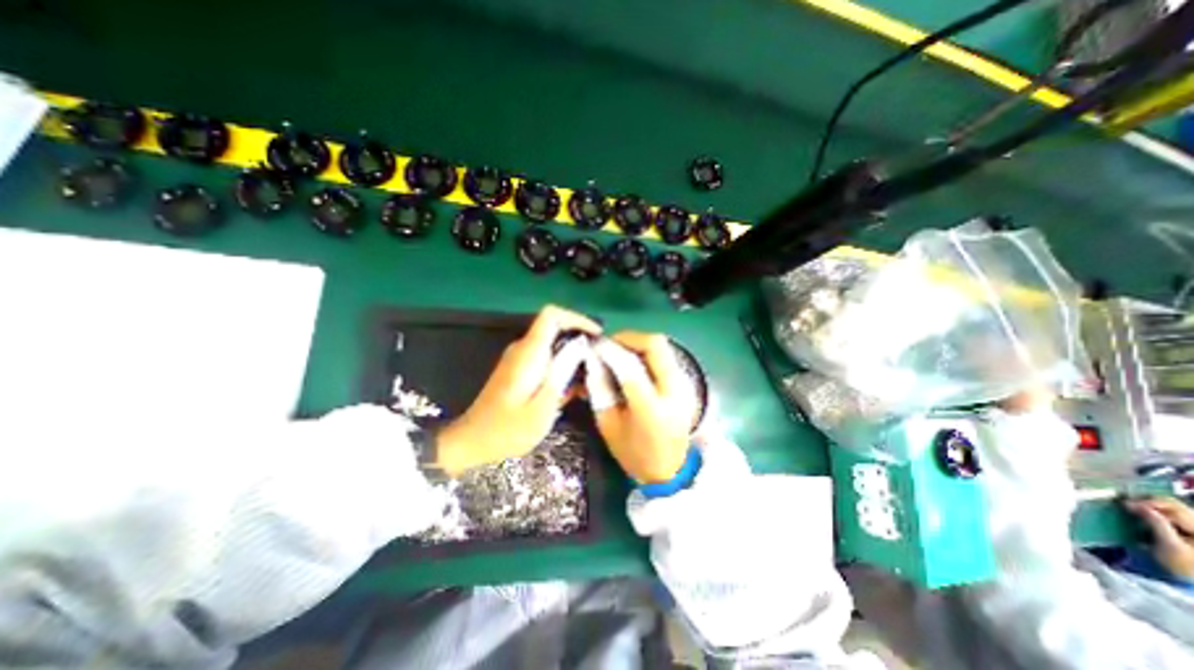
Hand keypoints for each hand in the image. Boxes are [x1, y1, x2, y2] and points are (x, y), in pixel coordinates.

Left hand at [434, 307, 595, 478]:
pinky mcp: (519, 370)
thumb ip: (561, 375)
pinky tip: (572, 390)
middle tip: (598, 363)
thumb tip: (580, 349)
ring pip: (552, 345)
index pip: (551, 315)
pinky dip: (562, 367)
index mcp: (529, 352)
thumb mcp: (542, 407)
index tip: (596, 335)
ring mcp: (519, 359)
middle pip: (555, 328)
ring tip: (589, 379)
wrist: (473, 441)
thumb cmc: (508, 429)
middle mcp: (523, 349)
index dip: (577, 318)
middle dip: (580, 341)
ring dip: (573, 357)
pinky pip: (545, 358)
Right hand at [592, 331, 695, 483]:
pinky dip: (646, 351)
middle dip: (629, 338)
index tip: (594, 345)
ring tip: (618, 351)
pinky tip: (632, 362)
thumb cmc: (634, 453)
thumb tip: (592, 360)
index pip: (630, 366)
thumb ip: (599, 390)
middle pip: (655, 344)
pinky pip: (665, 355)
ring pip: (662, 346)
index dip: (610, 350)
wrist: (670, 470)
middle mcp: (674, 390)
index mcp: (652, 408)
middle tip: (609, 344)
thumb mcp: (608, 425)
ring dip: (637, 343)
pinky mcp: (685, 383)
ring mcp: (684, 385)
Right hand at [1130, 497, 1192, 581]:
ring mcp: (1191, 528)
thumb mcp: (1169, 544)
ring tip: (1131, 508)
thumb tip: (1135, 504)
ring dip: (1148, 507)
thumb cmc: (1180, 564)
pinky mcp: (1182, 530)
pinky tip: (1140, 514)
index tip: (1126, 503)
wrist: (1185, 579)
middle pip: (1173, 506)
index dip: (1149, 502)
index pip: (1174, 507)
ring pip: (1169, 509)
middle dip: (1148, 503)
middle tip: (1126, 504)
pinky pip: (1166, 515)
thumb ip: (1156, 523)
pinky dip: (1150, 512)